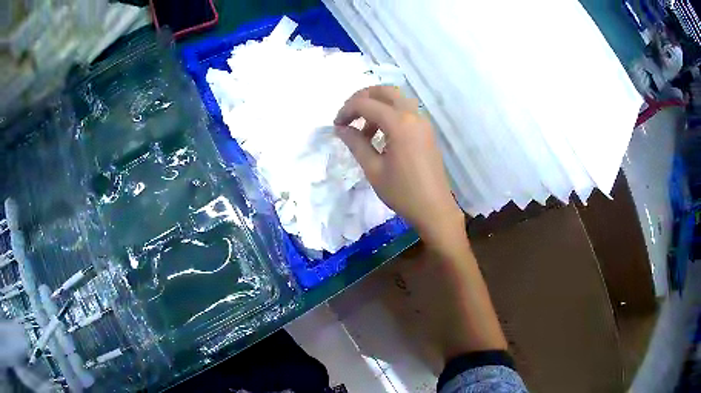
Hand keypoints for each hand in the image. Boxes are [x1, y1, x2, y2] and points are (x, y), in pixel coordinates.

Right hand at [334, 86, 463, 245]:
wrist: (434, 209)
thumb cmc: (402, 192)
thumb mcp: (373, 169)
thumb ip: (356, 144)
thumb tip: (341, 128)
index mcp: (400, 123)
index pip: (366, 104)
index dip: (346, 111)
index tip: (336, 126)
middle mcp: (413, 115)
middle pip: (385, 91)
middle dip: (362, 98)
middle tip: (348, 115)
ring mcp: (423, 122)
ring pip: (397, 100)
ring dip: (377, 106)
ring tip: (364, 131)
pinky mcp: (427, 131)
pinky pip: (406, 112)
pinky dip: (390, 115)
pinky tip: (381, 136)